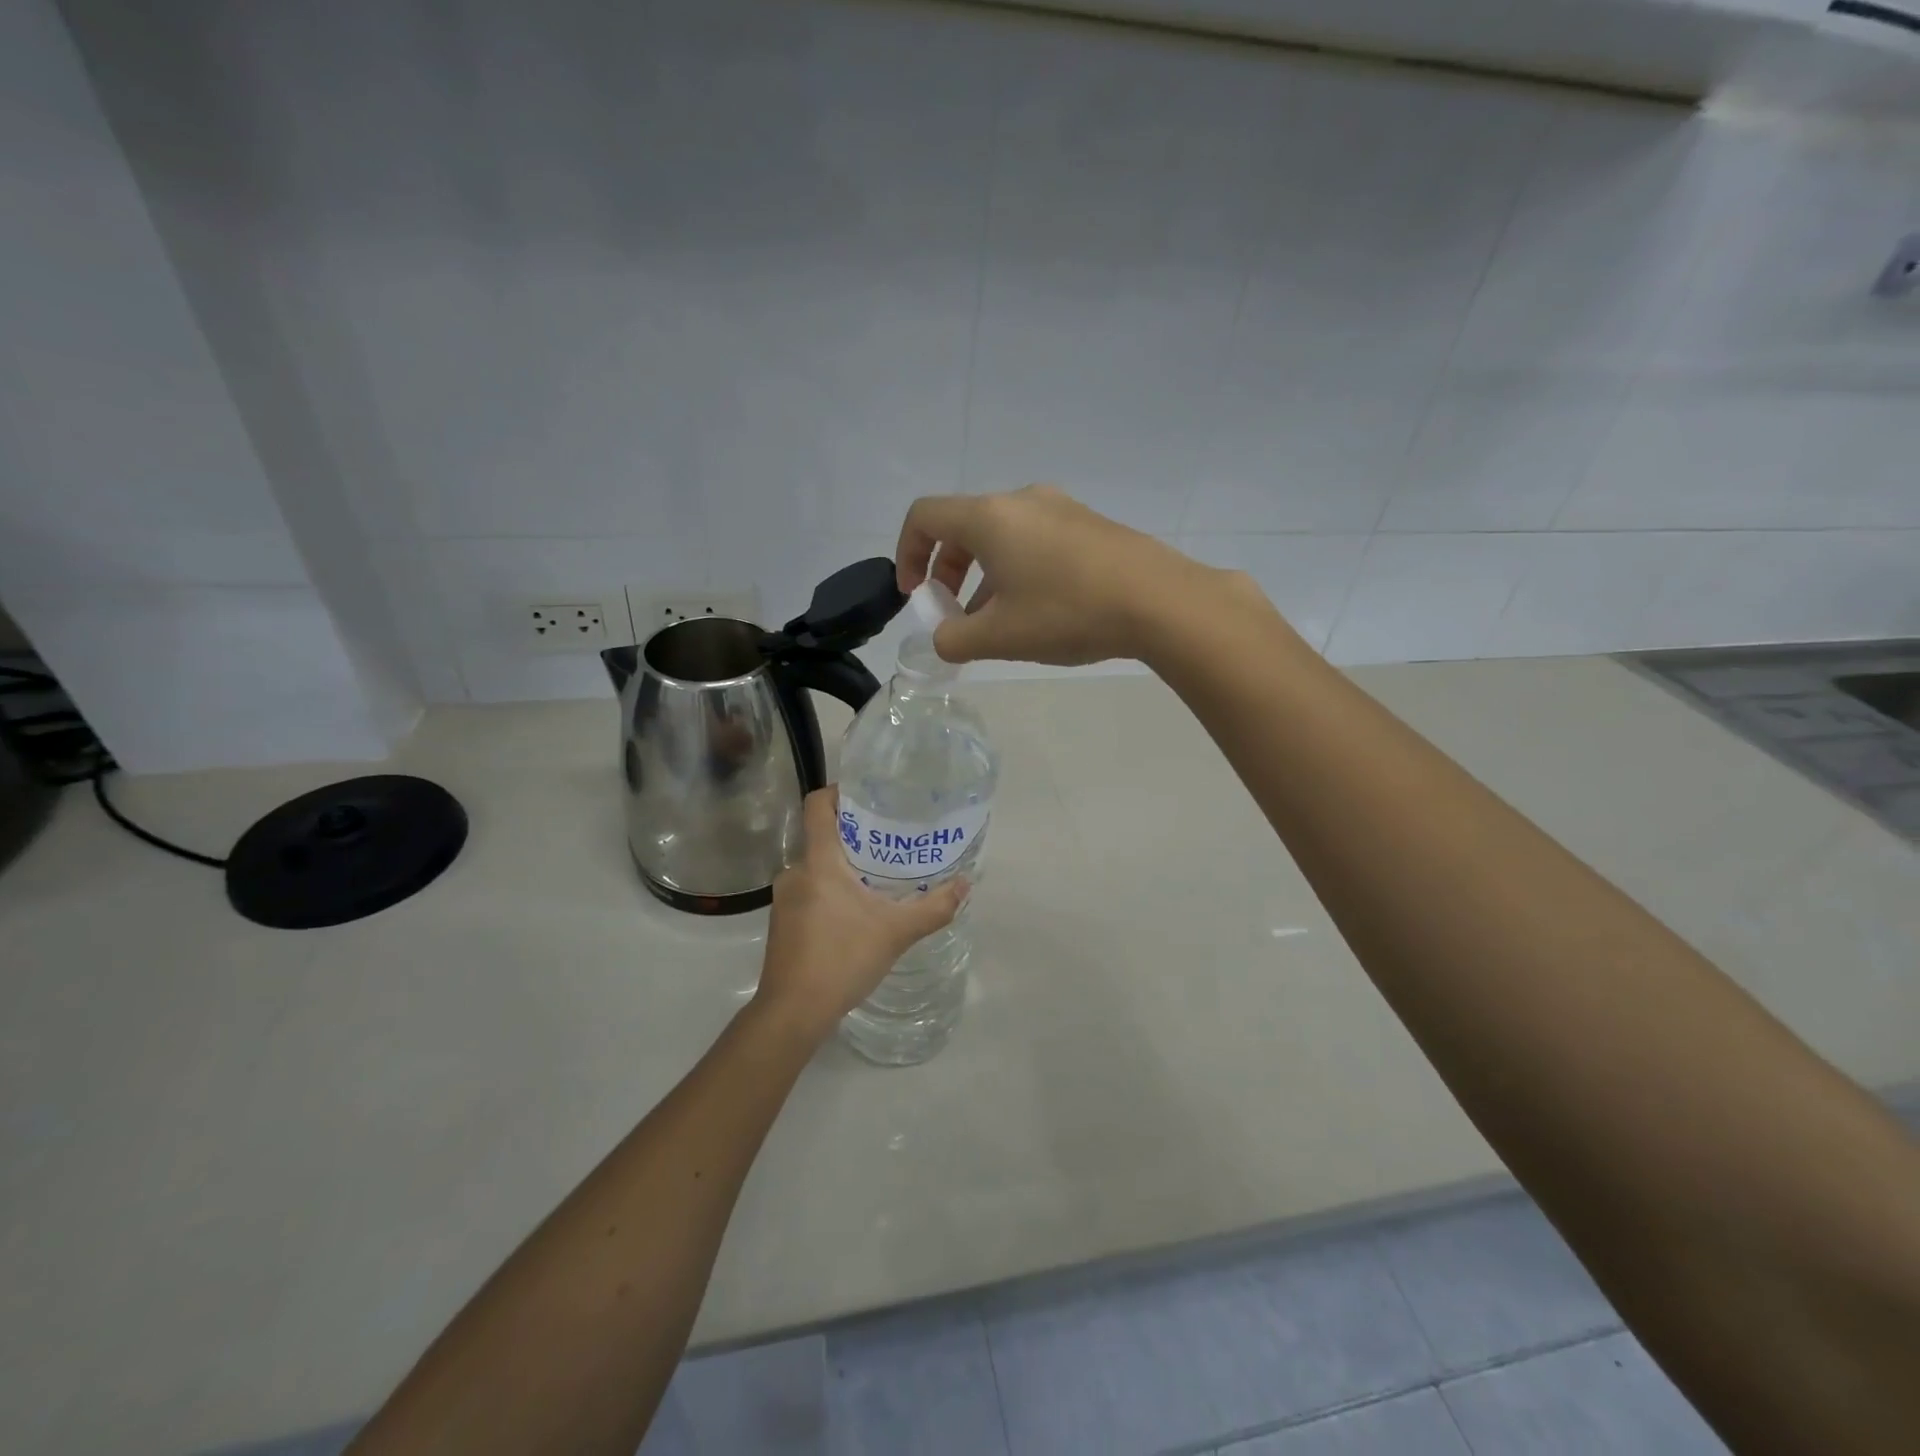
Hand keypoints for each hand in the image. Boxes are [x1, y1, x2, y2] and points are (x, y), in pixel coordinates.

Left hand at [753, 787, 968, 1044]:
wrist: (793, 1012)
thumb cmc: (842, 959)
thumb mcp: (896, 932)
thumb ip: (934, 907)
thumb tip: (966, 884)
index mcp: (818, 862)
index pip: (817, 805)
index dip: (838, 791)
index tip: (866, 795)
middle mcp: (795, 871)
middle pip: (821, 836)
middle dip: (854, 836)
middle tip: (889, 840)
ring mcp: (784, 898)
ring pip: (816, 867)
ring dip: (843, 868)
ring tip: (876, 878)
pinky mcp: (782, 922)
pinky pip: (808, 891)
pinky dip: (830, 891)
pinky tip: (855, 913)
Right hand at [894, 485, 1229, 665]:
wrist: (1160, 600)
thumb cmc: (1068, 613)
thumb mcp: (1000, 637)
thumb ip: (954, 640)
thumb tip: (944, 638)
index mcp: (990, 517)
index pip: (925, 516)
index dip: (907, 554)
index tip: (916, 595)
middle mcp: (1022, 500)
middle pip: (963, 526)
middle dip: (947, 571)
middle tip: (953, 614)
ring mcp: (1061, 508)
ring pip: (1002, 537)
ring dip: (984, 576)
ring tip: (996, 623)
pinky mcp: (1089, 524)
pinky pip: (1035, 541)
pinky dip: (1017, 570)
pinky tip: (1038, 611)